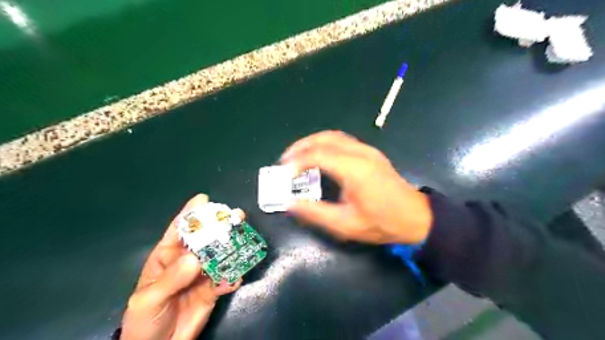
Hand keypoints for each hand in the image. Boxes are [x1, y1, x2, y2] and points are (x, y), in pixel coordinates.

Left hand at [120, 196, 242, 338]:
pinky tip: (235, 279)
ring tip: (245, 242)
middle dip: (221, 226)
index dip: (191, 213)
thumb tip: (195, 259)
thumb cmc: (144, 320)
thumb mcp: (148, 299)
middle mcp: (188, 260)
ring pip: (221, 255)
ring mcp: (203, 273)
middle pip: (206, 238)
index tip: (204, 199)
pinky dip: (233, 277)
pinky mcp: (214, 288)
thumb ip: (170, 279)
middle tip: (236, 216)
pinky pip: (227, 279)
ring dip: (233, 248)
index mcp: (168, 256)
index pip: (179, 230)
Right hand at [281, 131, 432, 244]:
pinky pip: (342, 141)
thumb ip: (315, 213)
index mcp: (355, 169)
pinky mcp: (370, 153)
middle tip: (284, 160)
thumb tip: (290, 203)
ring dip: (312, 143)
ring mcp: (367, 150)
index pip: (318, 154)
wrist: (416, 217)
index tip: (284, 175)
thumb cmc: (382, 223)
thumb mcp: (346, 224)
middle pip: (324, 138)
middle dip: (300, 147)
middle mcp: (360, 153)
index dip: (297, 162)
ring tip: (297, 157)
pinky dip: (324, 144)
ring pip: (333, 136)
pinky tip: (318, 156)